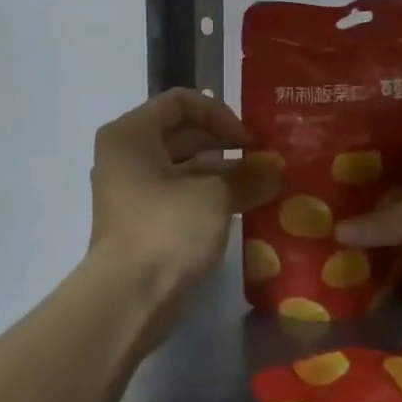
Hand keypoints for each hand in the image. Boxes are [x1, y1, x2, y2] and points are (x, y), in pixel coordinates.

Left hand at [87, 90, 280, 329]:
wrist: (127, 299)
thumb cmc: (167, 230)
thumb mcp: (215, 196)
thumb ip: (247, 176)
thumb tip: (275, 172)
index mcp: (131, 134)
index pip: (181, 102)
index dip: (220, 114)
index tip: (249, 141)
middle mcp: (126, 155)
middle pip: (182, 133)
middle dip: (226, 144)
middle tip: (263, 159)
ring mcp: (132, 191)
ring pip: (184, 167)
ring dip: (223, 172)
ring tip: (262, 184)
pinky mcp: (142, 222)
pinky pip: (180, 195)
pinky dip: (210, 196)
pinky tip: (244, 207)